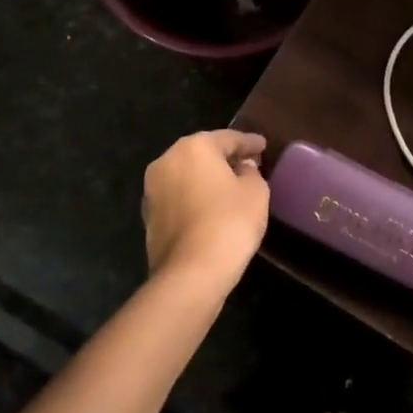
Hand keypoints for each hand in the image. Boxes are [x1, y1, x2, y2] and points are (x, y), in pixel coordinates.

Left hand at [141, 130, 270, 291]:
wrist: (190, 274)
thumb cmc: (229, 222)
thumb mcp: (256, 191)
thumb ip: (251, 172)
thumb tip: (243, 167)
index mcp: (194, 147)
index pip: (228, 138)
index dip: (250, 143)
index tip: (264, 146)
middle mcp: (167, 161)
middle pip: (203, 153)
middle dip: (225, 157)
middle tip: (249, 163)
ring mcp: (152, 190)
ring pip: (187, 175)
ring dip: (207, 178)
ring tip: (231, 187)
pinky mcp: (149, 217)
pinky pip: (179, 197)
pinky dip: (195, 197)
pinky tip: (212, 208)